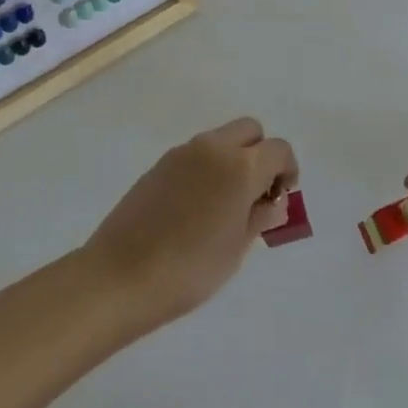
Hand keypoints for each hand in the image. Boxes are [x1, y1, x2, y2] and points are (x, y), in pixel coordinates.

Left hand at [82, 117, 297, 331]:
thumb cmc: (189, 270)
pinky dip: (207, 167)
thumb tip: (272, 202)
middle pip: (249, 130)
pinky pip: (196, 154)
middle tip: (255, 193)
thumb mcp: (236, 249)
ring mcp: (182, 153)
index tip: (280, 198)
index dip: (287, 170)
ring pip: (220, 139)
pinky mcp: (159, 164)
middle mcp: (213, 148)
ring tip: (224, 204)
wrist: (120, 276)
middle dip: (260, 154)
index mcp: (240, 167)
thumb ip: (259, 217)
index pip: (278, 149)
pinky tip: (196, 207)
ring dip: (232, 159)